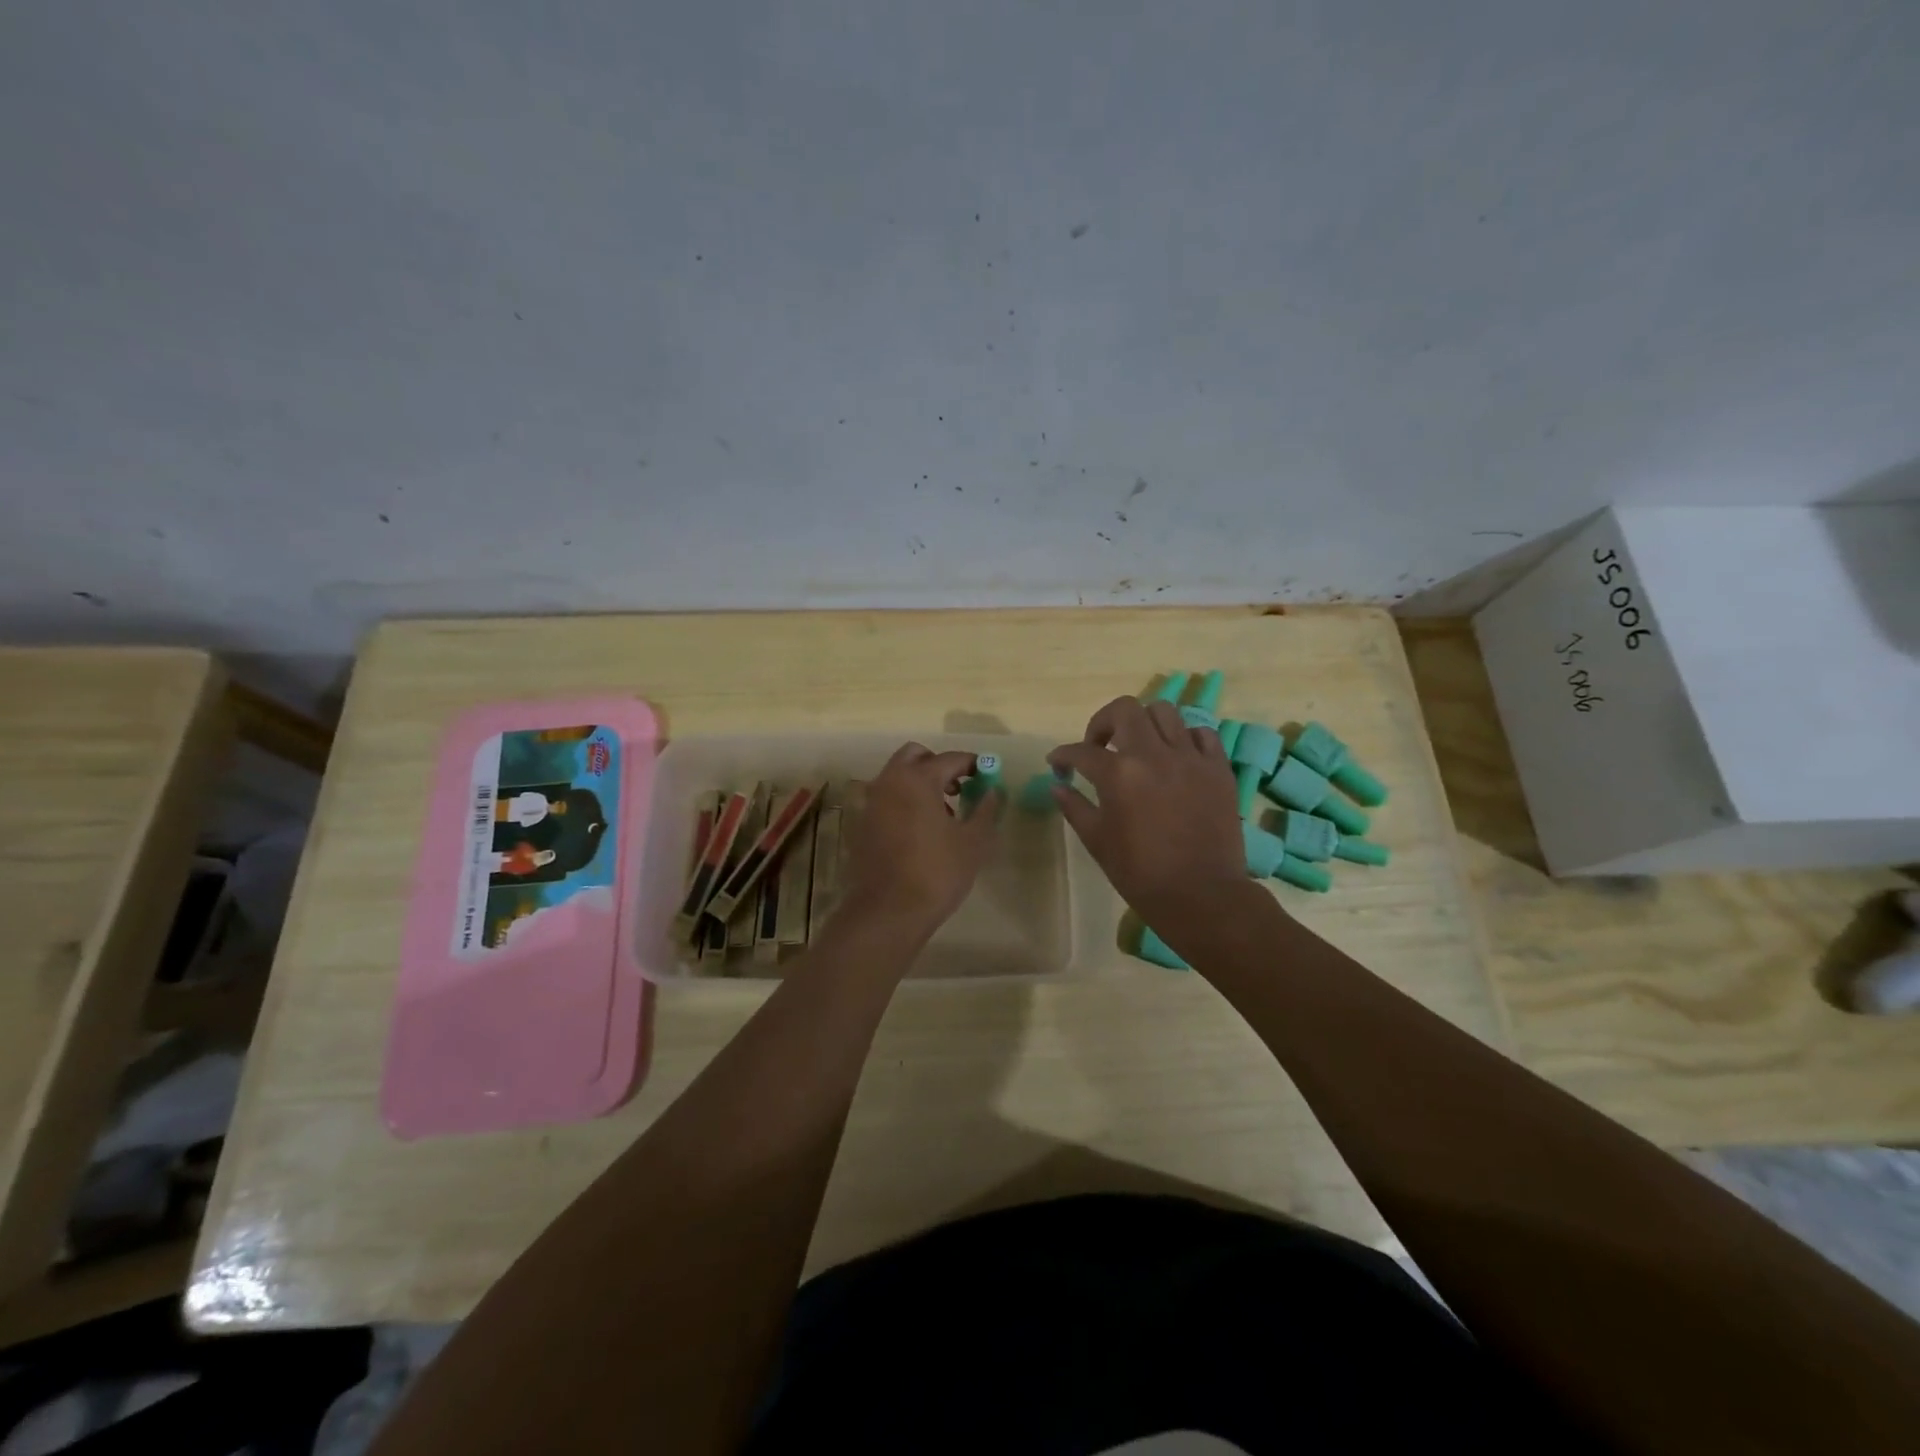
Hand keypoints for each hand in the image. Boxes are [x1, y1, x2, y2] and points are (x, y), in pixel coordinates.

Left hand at [840, 743, 1001, 930]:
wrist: (888, 911)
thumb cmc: (937, 872)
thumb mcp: (973, 842)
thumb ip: (985, 809)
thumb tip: (993, 791)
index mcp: (917, 779)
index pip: (950, 759)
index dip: (972, 764)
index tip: (987, 776)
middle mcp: (889, 782)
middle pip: (914, 756)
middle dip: (938, 765)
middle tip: (959, 788)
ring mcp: (871, 803)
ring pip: (897, 777)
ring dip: (920, 783)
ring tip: (943, 814)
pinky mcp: (862, 824)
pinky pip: (886, 799)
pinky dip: (904, 801)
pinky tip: (920, 830)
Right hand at [1049, 697, 1248, 926]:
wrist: (1201, 896)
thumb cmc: (1141, 874)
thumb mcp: (1097, 841)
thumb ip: (1074, 806)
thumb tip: (1057, 785)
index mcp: (1118, 774)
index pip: (1081, 751)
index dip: (1063, 755)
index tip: (1058, 764)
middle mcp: (1154, 754)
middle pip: (1125, 709)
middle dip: (1104, 722)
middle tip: (1100, 747)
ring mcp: (1190, 758)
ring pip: (1165, 711)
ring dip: (1144, 723)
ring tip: (1140, 746)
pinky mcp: (1218, 768)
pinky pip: (1201, 734)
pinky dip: (1184, 738)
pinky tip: (1176, 758)